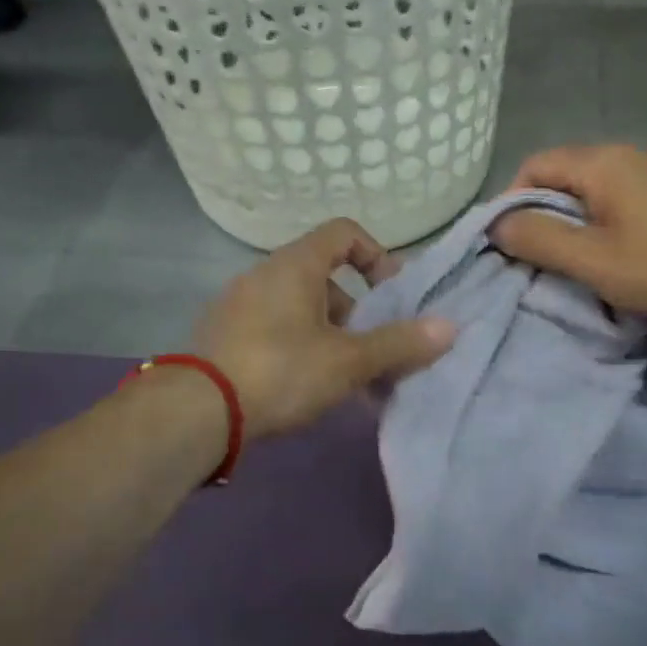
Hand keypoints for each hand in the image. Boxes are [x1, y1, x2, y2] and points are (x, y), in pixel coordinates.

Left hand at [192, 219, 455, 437]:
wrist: (196, 412)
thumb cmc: (281, 371)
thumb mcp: (348, 360)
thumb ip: (399, 344)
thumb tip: (450, 327)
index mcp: (295, 266)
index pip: (344, 233)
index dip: (377, 256)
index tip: (393, 296)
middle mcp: (264, 275)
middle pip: (325, 279)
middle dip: (358, 314)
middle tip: (374, 353)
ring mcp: (238, 306)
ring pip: (300, 311)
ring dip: (332, 338)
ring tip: (348, 382)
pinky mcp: (223, 338)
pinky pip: (275, 332)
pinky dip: (301, 350)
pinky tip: (310, 391)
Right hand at [493, 144, 646, 322]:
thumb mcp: (595, 261)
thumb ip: (540, 240)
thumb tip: (496, 225)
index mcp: (602, 163)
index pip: (534, 166)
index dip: (510, 203)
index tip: (509, 246)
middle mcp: (628, 156)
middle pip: (563, 177)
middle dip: (542, 217)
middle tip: (539, 262)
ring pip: (594, 193)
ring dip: (574, 225)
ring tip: (576, 266)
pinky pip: (623, 202)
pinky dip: (605, 227)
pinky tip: (617, 258)